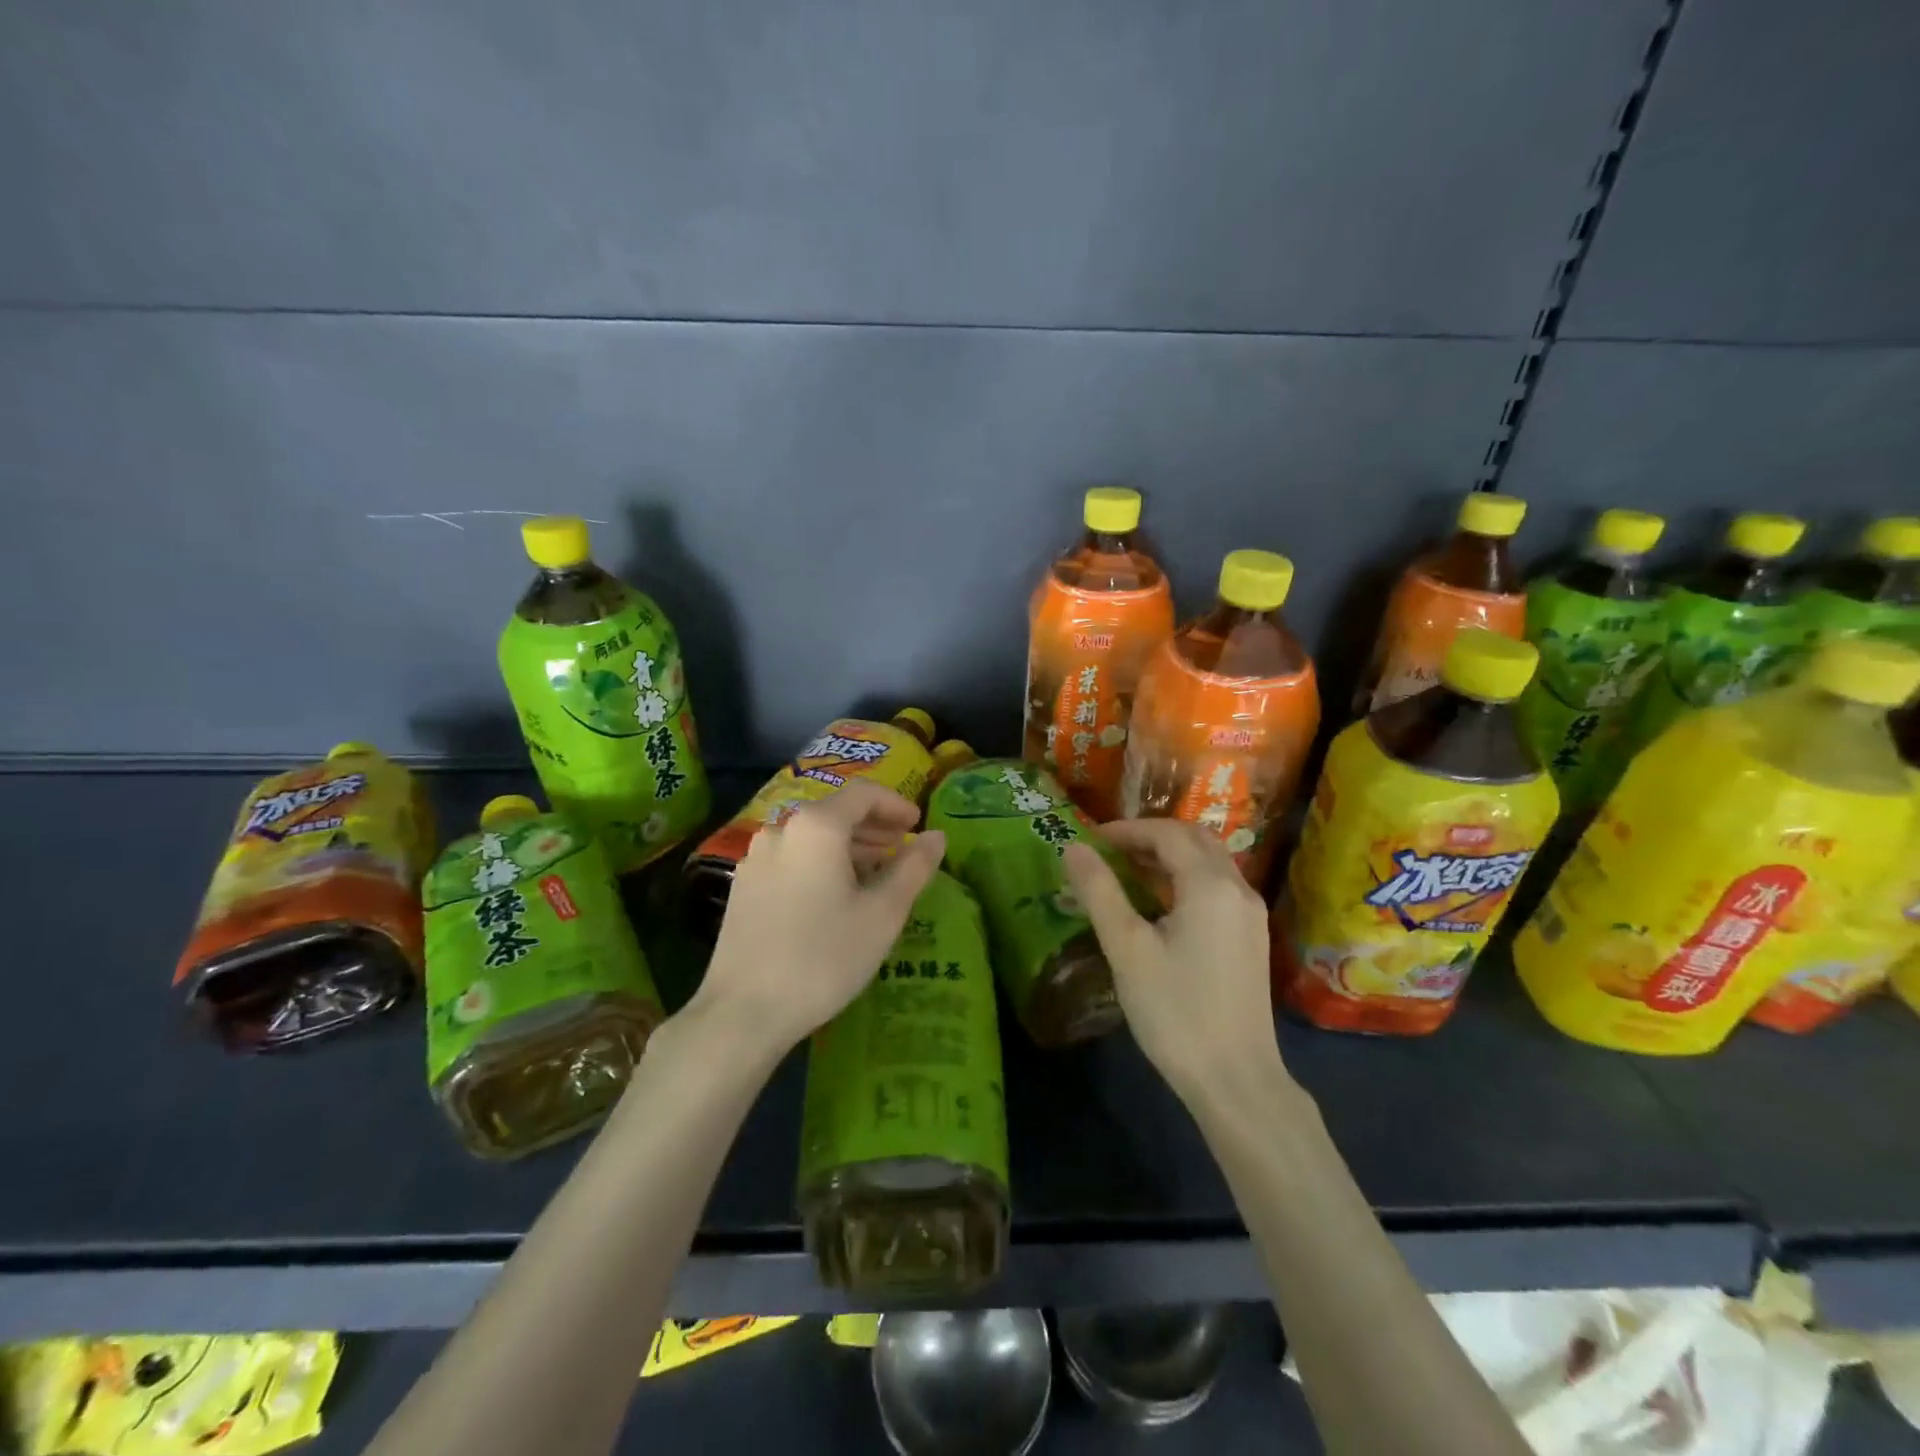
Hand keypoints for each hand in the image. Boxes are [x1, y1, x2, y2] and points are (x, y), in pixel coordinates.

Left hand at [691, 780, 945, 1056]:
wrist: (744, 1012)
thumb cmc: (824, 957)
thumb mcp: (883, 913)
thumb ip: (914, 867)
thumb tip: (936, 836)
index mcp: (817, 827)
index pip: (864, 793)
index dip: (896, 804)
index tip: (917, 825)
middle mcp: (782, 830)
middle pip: (835, 812)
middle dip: (873, 827)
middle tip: (902, 850)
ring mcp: (756, 858)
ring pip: (812, 837)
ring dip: (848, 847)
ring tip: (874, 875)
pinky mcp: (743, 886)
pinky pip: (791, 858)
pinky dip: (820, 864)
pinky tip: (833, 898)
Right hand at [1063, 820, 1284, 1103]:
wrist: (1236, 1080)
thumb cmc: (1175, 1011)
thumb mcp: (1127, 948)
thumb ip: (1099, 891)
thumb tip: (1073, 847)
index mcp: (1210, 885)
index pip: (1167, 834)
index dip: (1126, 830)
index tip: (1090, 841)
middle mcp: (1238, 889)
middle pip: (1194, 839)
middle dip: (1150, 836)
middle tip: (1109, 851)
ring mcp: (1250, 915)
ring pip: (1209, 862)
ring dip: (1169, 856)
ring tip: (1127, 872)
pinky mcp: (1251, 938)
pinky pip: (1217, 887)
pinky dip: (1186, 878)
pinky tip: (1159, 904)